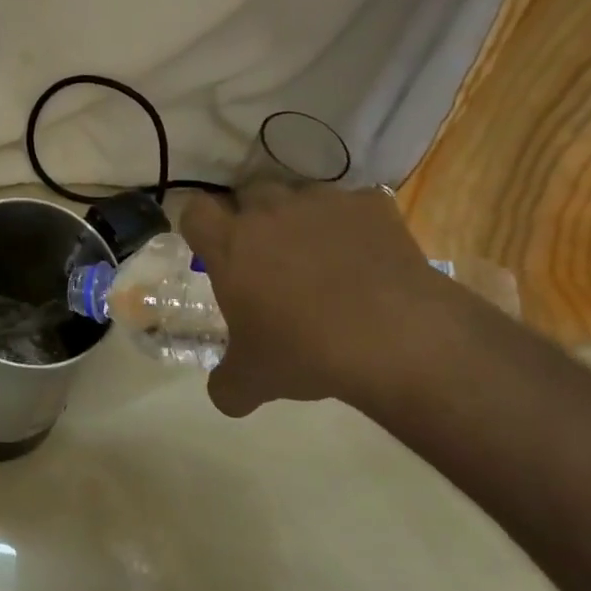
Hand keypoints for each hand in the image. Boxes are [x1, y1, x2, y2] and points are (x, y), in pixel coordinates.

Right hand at [181, 184, 466, 416]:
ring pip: (299, 195)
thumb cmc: (307, 352)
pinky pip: (355, 205)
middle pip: (247, 194)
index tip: (213, 249)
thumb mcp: (255, 380)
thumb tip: (223, 395)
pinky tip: (368, 257)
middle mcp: (268, 211)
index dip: (202, 227)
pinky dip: (356, 225)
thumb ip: (228, 384)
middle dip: (254, 218)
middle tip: (268, 257)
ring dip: (302, 218)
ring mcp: (321, 202)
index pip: (195, 210)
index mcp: (230, 244)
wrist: (395, 339)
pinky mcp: (370, 205)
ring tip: (322, 257)